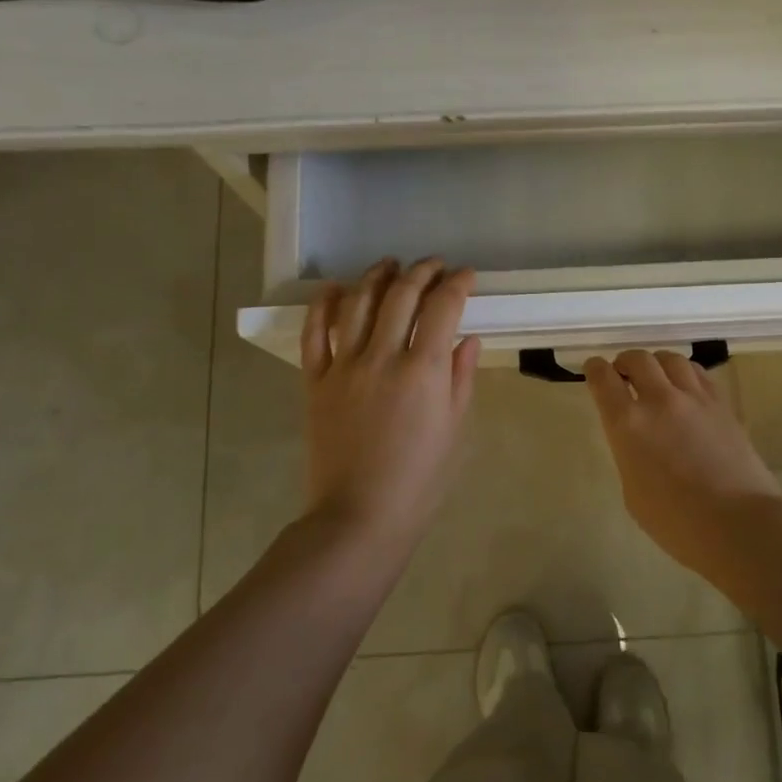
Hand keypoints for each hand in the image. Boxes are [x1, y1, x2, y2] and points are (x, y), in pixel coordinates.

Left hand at [302, 258, 480, 547]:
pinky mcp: (315, 381)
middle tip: (434, 265)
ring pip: (358, 302)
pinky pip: (314, 332)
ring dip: (376, 276)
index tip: (466, 276)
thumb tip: (466, 338)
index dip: (457, 283)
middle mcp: (382, 357)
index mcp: (423, 371)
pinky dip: (324, 304)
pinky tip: (336, 288)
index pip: (442, 307)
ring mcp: (344, 366)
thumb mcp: (455, 430)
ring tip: (390, 265)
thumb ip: (460, 378)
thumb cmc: (419, 480)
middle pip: (401, 295)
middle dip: (422, 271)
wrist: (359, 516)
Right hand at [586, 350, 781, 570]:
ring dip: (657, 363)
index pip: (603, 379)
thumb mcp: (633, 492)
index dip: (595, 369)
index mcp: (627, 424)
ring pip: (670, 359)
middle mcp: (659, 400)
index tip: (593, 369)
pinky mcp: (722, 404)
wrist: (738, 524)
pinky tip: (685, 388)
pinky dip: (685, 373)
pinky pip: (698, 373)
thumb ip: (629, 454)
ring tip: (656, 377)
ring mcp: (694, 398)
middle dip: (625, 362)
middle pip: (638, 359)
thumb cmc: (676, 522)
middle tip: (624, 374)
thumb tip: (638, 440)